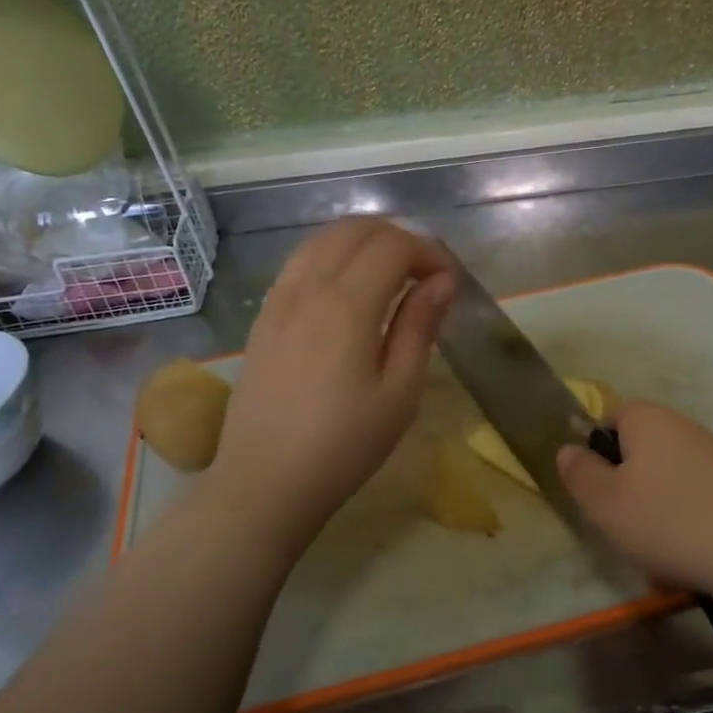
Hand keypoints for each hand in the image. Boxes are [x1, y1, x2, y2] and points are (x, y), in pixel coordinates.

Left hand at [213, 219, 454, 547]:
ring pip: (321, 241)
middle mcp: (308, 288)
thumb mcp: (399, 392)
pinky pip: (299, 265)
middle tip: (424, 275)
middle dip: (397, 239)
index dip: (429, 252)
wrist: (267, 481)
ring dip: (362, 244)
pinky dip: (331, 259)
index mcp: (347, 305)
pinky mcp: (263, 318)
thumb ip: (420, 328)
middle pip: (354, 231)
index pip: (393, 246)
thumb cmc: (345, 444)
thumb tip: (442, 282)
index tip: (449, 283)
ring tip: (390, 277)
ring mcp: (278, 301)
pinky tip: (348, 293)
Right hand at [557, 401, 712, 598]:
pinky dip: (687, 531)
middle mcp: (683, 427)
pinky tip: (690, 565)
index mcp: (647, 419)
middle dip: (628, 494)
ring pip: (667, 487)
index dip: (597, 455)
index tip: (596, 494)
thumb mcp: (604, 502)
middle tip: (623, 530)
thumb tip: (568, 449)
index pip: (610, 420)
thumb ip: (580, 473)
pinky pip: (696, 506)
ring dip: (656, 520)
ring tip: (659, 561)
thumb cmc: (667, 519)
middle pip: (640, 456)